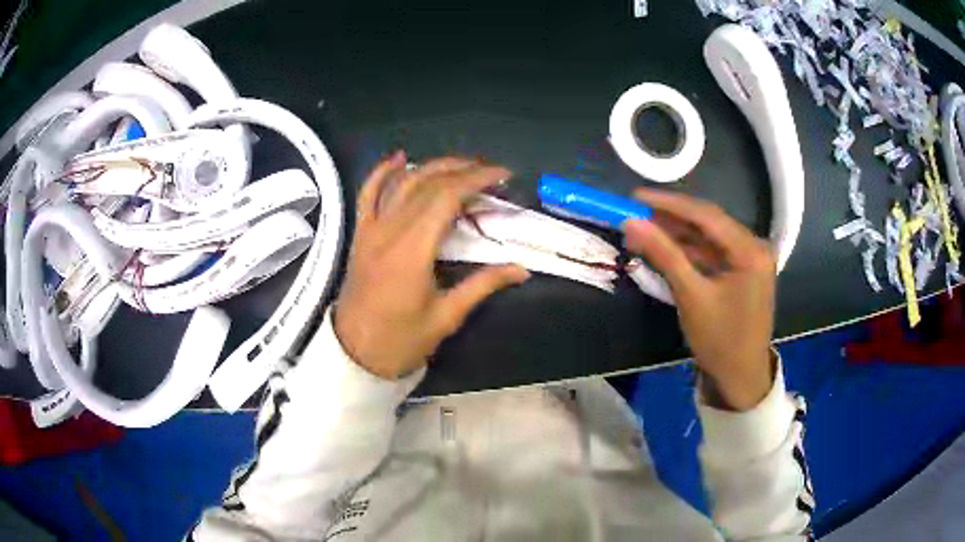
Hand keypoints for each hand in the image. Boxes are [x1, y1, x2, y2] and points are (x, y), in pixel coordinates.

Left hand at [333, 152, 529, 379]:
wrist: (355, 354)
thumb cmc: (402, 340)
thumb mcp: (447, 316)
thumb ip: (483, 285)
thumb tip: (522, 269)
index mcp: (413, 251)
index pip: (447, 197)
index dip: (476, 179)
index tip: (502, 175)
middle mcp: (390, 231)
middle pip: (427, 184)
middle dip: (462, 170)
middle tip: (490, 172)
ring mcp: (371, 230)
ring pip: (401, 183)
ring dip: (432, 166)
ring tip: (461, 163)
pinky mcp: (361, 234)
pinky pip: (367, 194)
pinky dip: (381, 172)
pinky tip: (398, 157)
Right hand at [623, 189, 775, 410]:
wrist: (740, 377)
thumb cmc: (720, 340)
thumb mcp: (691, 296)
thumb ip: (664, 255)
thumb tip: (631, 223)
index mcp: (750, 250)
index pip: (706, 215)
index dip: (669, 203)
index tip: (636, 197)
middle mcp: (753, 247)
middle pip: (708, 223)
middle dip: (672, 218)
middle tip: (636, 213)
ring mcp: (749, 260)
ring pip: (708, 238)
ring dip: (678, 234)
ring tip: (644, 229)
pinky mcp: (741, 272)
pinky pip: (712, 253)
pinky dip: (689, 251)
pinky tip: (666, 249)